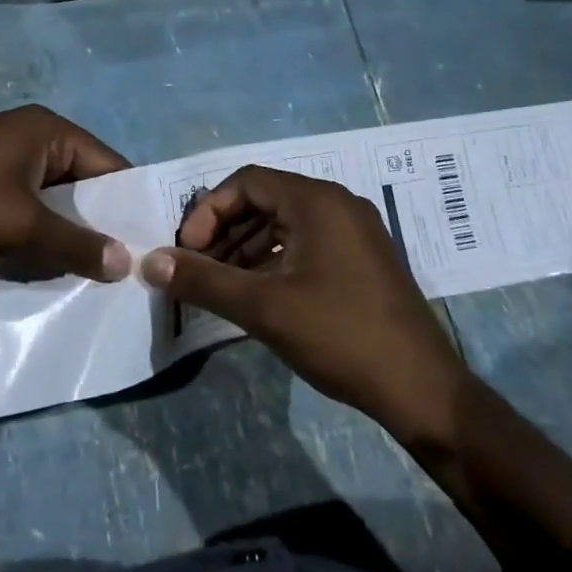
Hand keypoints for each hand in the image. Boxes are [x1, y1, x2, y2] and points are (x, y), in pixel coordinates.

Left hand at [0, 105, 132, 280]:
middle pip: (79, 180)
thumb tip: (126, 263)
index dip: (126, 204)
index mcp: (46, 128)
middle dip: (94, 222)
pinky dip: (34, 229)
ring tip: (82, 270)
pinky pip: (23, 202)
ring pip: (50, 196)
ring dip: (63, 230)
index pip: (107, 163)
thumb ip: (77, 244)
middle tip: (116, 266)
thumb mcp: (22, 228)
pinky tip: (39, 261)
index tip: (144, 246)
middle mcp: (27, 133)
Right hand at [140, 166, 469, 448]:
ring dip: (246, 249)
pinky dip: (273, 261)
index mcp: (317, 201)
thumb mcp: (263, 307)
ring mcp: (354, 232)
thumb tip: (150, 263)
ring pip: (284, 224)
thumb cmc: (340, 335)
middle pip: (265, 200)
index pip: (247, 181)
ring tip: (220, 286)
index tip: (188, 251)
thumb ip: (203, 280)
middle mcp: (338, 204)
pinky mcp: (361, 260)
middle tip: (199, 269)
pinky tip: (256, 295)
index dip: (209, 211)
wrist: (421, 389)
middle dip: (224, 231)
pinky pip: (305, 244)